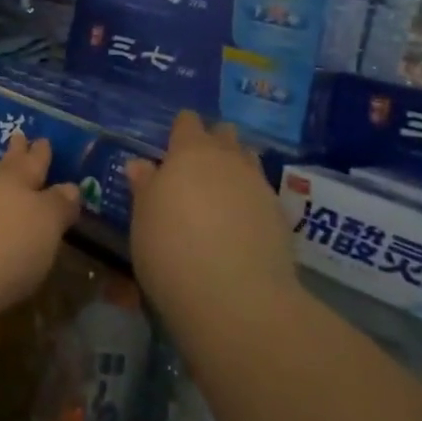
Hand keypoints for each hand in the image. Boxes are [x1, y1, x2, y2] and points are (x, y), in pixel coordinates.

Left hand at [0, 135, 79, 332]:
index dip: (41, 153)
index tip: (44, 141)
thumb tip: (70, 187)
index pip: (35, 162)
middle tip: (18, 136)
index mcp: (20, 180)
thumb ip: (59, 205)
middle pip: (7, 164)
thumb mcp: (47, 226)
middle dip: (15, 151)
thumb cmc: (11, 247)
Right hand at [127, 112, 296, 334]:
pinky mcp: (281, 216)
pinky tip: (241, 225)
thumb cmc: (171, 250)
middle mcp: (228, 159)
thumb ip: (145, 187)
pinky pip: (262, 193)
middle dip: (214, 143)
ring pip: (248, 160)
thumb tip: (140, 164)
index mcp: (190, 152)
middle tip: (197, 170)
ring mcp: (259, 186)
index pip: (188, 122)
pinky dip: (251, 200)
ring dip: (236, 168)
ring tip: (221, 195)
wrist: (236, 298)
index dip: (181, 130)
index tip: (172, 147)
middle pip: (224, 134)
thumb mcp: (143, 219)